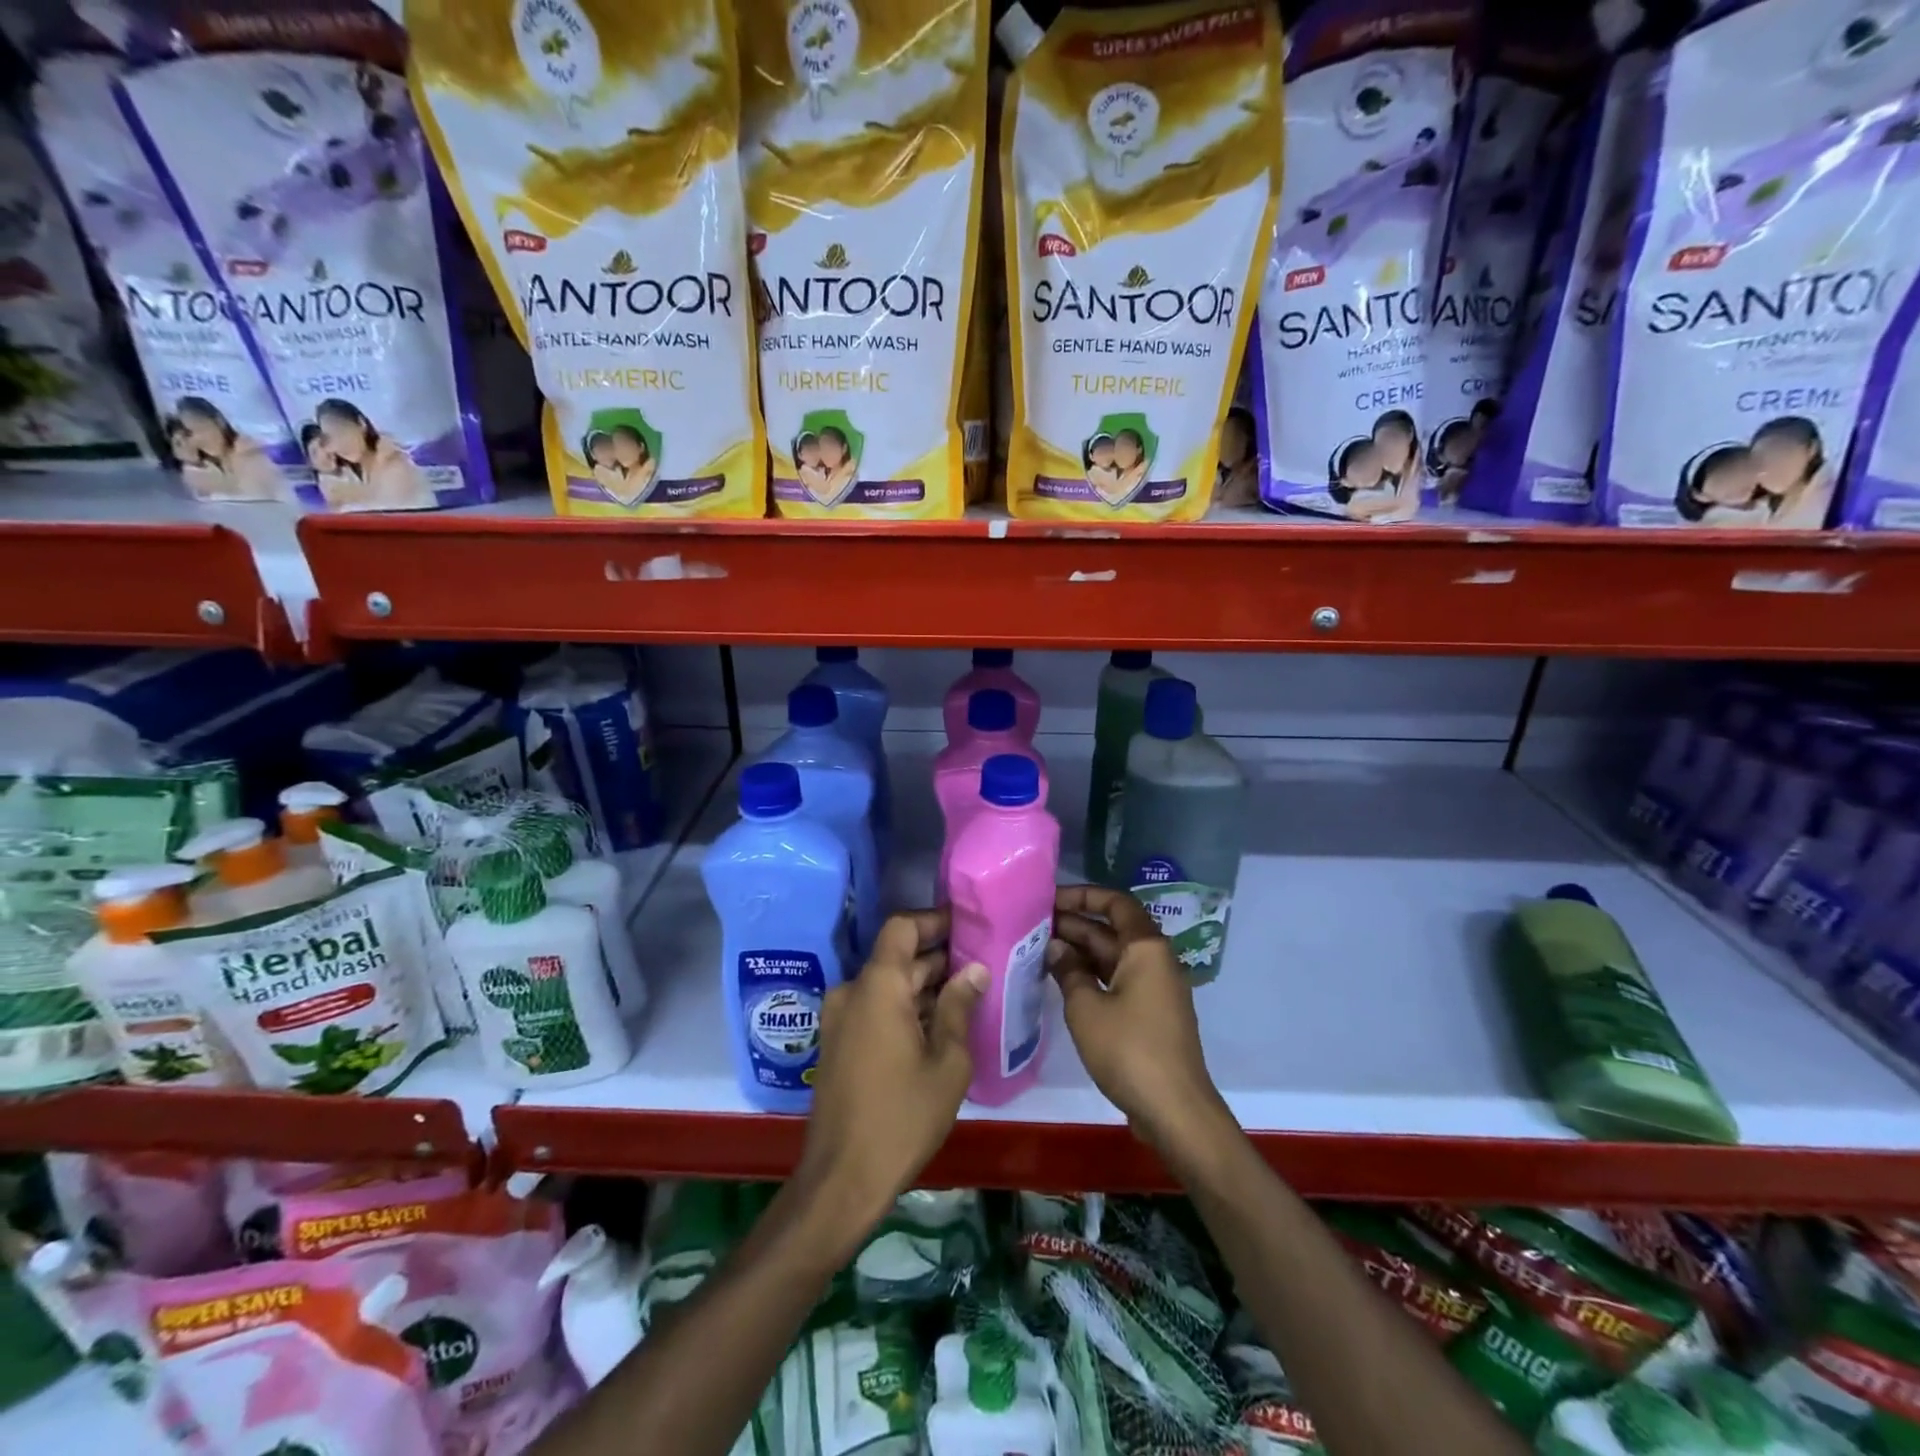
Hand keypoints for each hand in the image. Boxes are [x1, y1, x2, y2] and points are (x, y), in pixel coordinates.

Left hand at [794, 909, 984, 1240]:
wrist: (842, 1179)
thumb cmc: (902, 1117)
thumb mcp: (947, 1063)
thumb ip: (959, 1008)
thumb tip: (974, 970)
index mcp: (878, 986)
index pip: (902, 927)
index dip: (933, 920)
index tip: (967, 926)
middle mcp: (853, 992)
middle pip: (897, 958)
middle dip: (938, 958)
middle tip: (981, 965)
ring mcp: (840, 1019)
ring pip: (887, 985)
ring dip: (922, 986)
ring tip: (968, 995)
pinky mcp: (837, 1044)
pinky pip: (874, 1009)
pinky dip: (904, 1008)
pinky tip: (938, 1026)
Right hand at [1050, 885, 1230, 1156]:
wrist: (1174, 1110)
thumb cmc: (1129, 1050)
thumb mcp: (1086, 1007)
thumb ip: (1068, 971)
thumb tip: (1055, 946)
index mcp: (1146, 947)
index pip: (1115, 902)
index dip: (1082, 895)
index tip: (1049, 899)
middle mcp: (1154, 959)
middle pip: (1112, 929)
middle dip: (1074, 924)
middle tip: (1032, 925)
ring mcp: (1154, 987)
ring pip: (1113, 956)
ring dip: (1080, 951)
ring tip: (1039, 949)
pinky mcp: (1150, 1013)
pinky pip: (1117, 980)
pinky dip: (1091, 975)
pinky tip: (1061, 980)